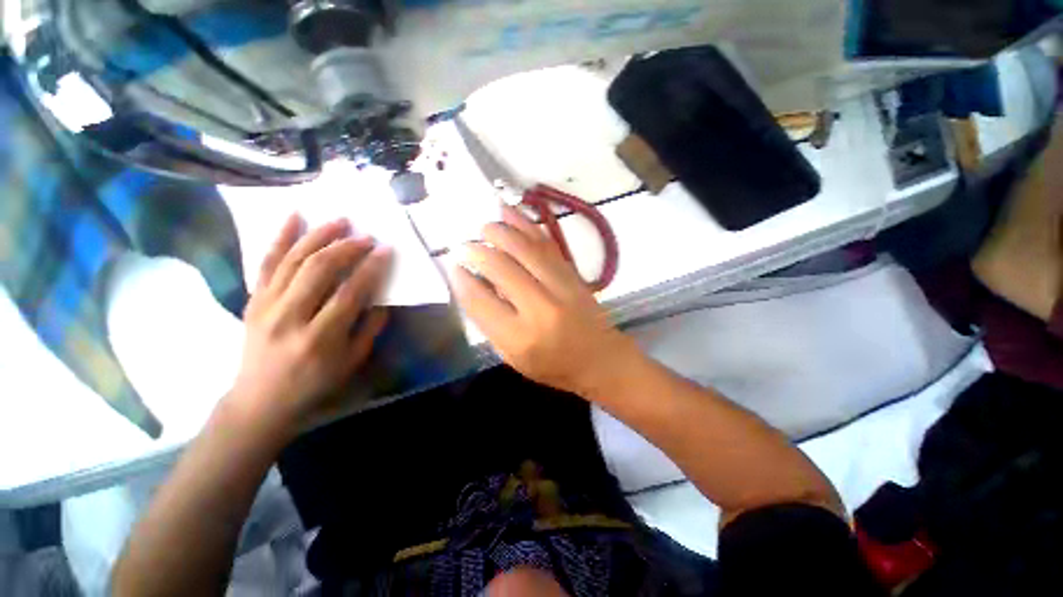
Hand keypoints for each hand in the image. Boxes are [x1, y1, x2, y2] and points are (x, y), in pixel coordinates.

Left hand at [229, 215, 391, 433]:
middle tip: (366, 236)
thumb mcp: (352, 361)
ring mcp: (266, 305)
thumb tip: (382, 298)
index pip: (350, 292)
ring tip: (340, 221)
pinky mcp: (253, 300)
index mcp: (321, 337)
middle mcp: (290, 317)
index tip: (385, 250)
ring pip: (293, 260)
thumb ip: (370, 328)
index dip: (371, 268)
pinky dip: (279, 237)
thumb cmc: (315, 382)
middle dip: (347, 247)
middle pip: (319, 269)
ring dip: (318, 236)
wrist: (261, 399)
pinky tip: (294, 217)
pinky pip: (266, 263)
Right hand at [451, 206, 636, 395]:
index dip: (463, 280)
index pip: (482, 301)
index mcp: (520, 337)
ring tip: (485, 227)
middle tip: (465, 245)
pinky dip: (526, 225)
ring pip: (525, 249)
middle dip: (478, 251)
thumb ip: (491, 324)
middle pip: (502, 268)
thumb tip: (472, 285)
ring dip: (501, 231)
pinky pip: (546, 243)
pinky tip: (511, 212)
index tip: (454, 267)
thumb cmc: (552, 364)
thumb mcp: (513, 357)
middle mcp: (540, 308)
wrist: (599, 358)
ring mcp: (560, 287)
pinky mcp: (572, 274)